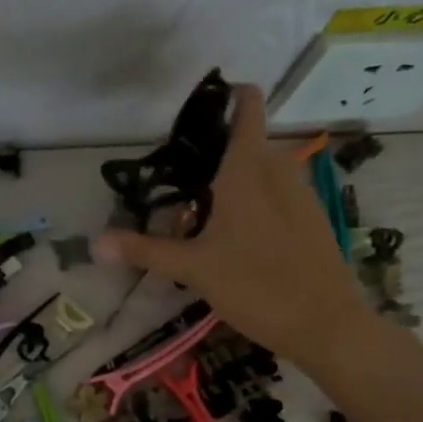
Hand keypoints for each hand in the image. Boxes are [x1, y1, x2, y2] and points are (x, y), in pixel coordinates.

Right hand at [92, 85, 370, 365]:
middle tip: (179, 185)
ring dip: (235, 181)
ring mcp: (301, 193)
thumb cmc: (256, 286)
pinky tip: (239, 239)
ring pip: (263, 170)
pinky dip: (256, 201)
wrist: (327, 325)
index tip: (198, 111)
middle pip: (247, 142)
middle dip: (214, 154)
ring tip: (203, 215)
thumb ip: (145, 251)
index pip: (247, 107)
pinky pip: (278, 193)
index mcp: (248, 169)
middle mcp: (279, 169)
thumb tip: (95, 244)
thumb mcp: (194, 269)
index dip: (227, 96)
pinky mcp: (313, 218)